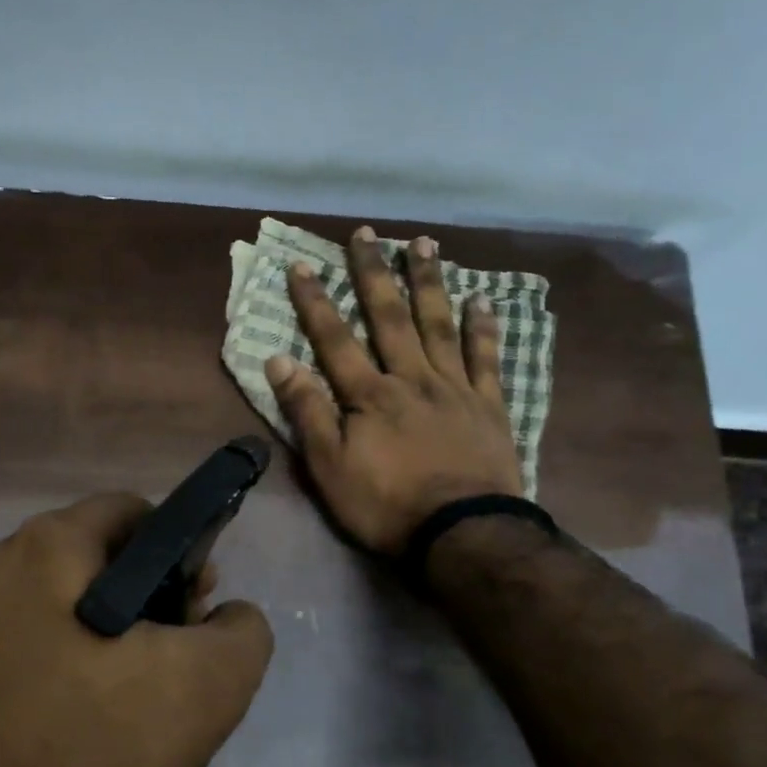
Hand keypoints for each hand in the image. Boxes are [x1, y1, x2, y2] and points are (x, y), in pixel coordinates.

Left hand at [0, 494, 273, 766]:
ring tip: (132, 701)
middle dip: (143, 597)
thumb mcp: (206, 690)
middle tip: (171, 661)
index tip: (195, 609)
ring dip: (104, 635)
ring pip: (58, 604)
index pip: (130, 514)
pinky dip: (61, 664)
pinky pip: (23, 644)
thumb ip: (241, 632)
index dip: (179, 552)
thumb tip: (226, 616)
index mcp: (40, 548)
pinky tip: (81, 721)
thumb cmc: (92, 757)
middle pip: (92, 557)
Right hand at [265, 226, 524, 554]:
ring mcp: (454, 388)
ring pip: (439, 324)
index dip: (316, 301)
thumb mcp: (328, 466)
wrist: (463, 533)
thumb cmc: (386, 504)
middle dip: (374, 273)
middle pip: (389, 317)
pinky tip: (482, 300)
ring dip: (428, 282)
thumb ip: (306, 411)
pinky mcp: (488, 405)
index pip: (335, 339)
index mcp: (369, 394)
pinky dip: (483, 327)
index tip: (302, 265)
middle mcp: (411, 378)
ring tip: (423, 243)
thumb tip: (278, 360)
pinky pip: (486, 358)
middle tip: (366, 233)